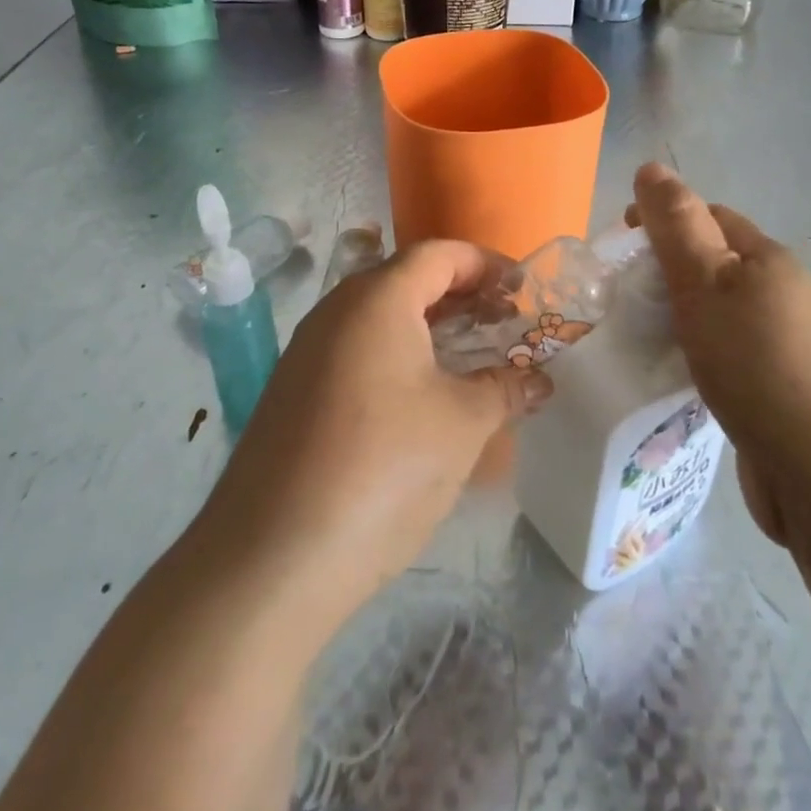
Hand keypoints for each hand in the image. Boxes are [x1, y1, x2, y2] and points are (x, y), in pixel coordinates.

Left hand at [198, 240, 553, 628]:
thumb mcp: (462, 424)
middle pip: (407, 280)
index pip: (439, 254)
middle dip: (460, 296)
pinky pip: (356, 352)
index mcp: (377, 299)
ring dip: (429, 329)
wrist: (272, 557)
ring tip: (470, 362)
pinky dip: (397, 358)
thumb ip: (505, 388)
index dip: (486, 264)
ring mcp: (307, 351)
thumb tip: (538, 380)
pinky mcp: (293, 392)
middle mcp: (336, 311)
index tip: (522, 289)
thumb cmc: (383, 467)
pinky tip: (421, 400)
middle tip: (502, 325)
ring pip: (380, 318)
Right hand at [628, 162, 810, 547]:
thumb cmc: (756, 364)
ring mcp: (787, 344)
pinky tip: (679, 377)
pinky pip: (729, 354)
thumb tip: (651, 167)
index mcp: (767, 259)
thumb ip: (676, 226)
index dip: (663, 219)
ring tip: (642, 337)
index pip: (708, 216)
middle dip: (668, 270)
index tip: (621, 244)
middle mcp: (783, 293)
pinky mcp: (782, 390)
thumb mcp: (705, 283)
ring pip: (720, 312)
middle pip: (715, 264)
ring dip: (682, 315)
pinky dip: (699, 354)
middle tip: (624, 296)